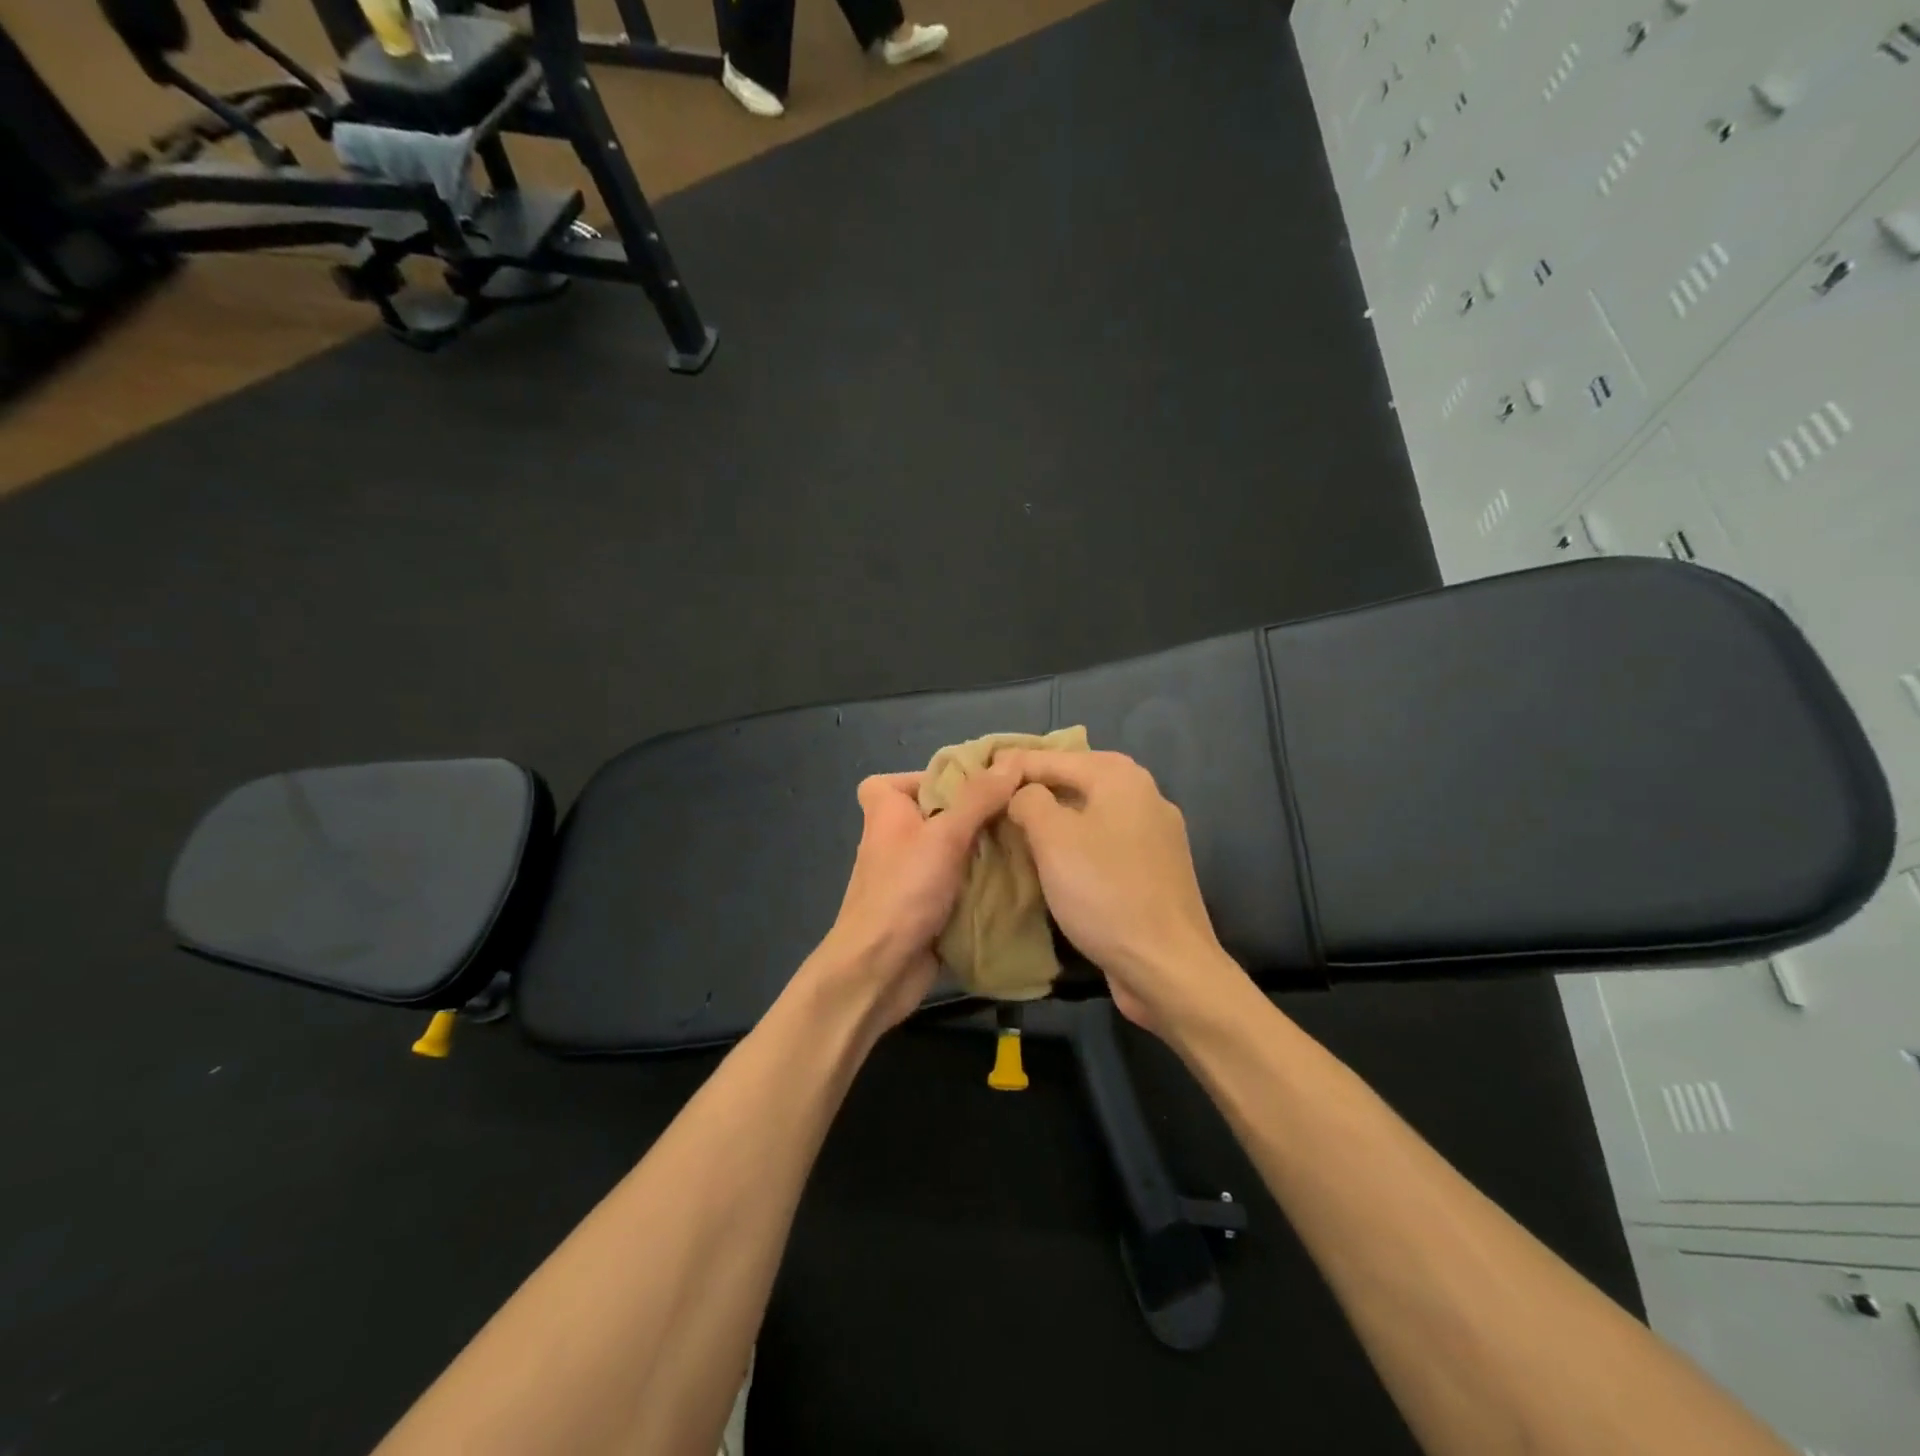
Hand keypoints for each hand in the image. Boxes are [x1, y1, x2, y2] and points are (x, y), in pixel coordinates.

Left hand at [813, 765, 1021, 1030]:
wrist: (878, 969)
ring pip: (955, 849)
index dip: (938, 776)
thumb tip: (1012, 760)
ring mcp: (911, 874)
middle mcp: (896, 837)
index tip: (979, 782)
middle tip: (1019, 809)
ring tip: (1029, 839)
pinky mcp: (927, 905)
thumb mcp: (944, 836)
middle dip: (979, 813)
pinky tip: (1019, 876)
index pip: (906, 778)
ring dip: (986, 849)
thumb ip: (978, 798)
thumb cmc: (903, 891)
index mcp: (886, 811)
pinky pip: (960, 882)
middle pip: (940, 813)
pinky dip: (983, 880)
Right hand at [1004, 750, 1245, 1033]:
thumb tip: (1023, 794)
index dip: (1013, 765)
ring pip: (1090, 814)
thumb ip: (1030, 800)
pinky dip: (1075, 844)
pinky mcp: (1154, 870)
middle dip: (1034, 789)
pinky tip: (1052, 861)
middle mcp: (1144, 796)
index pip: (1054, 757)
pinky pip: (1104, 843)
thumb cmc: (1104, 892)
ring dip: (1054, 819)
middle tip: (992, 801)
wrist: (1166, 966)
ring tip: (1014, 828)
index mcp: (1121, 778)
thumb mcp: (1053, 837)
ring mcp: (1154, 835)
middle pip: (1076, 781)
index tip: (976, 776)